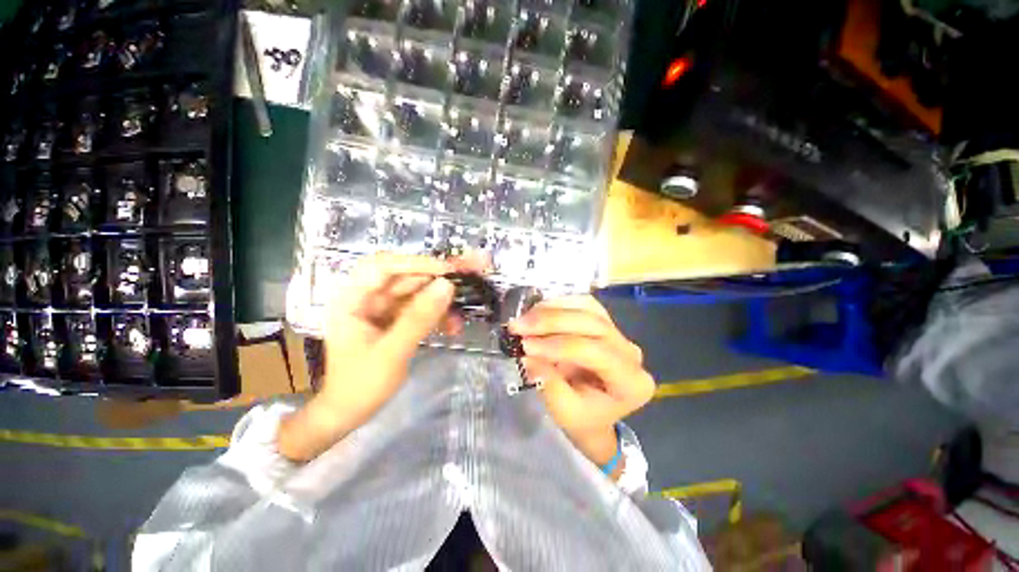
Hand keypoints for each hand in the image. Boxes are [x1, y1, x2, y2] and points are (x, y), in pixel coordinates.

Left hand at [279, 253, 484, 461]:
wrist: (348, 414)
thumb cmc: (359, 385)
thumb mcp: (392, 352)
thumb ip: (419, 318)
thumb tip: (447, 286)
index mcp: (353, 299)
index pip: (384, 266)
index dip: (417, 263)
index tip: (448, 270)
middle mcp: (369, 298)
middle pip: (407, 276)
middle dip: (439, 276)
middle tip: (471, 271)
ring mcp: (384, 309)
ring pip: (418, 292)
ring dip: (443, 298)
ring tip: (466, 306)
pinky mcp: (396, 321)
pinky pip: (421, 310)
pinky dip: (438, 315)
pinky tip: (453, 326)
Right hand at [508, 296, 654, 470]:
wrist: (593, 414)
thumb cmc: (582, 419)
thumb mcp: (564, 412)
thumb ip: (549, 384)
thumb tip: (528, 354)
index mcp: (632, 382)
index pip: (595, 352)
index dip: (557, 345)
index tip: (526, 346)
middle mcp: (631, 352)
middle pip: (592, 323)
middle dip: (551, 321)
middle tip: (518, 326)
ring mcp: (619, 333)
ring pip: (587, 308)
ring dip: (552, 309)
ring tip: (524, 319)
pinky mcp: (605, 322)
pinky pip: (582, 304)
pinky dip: (557, 304)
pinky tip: (537, 312)